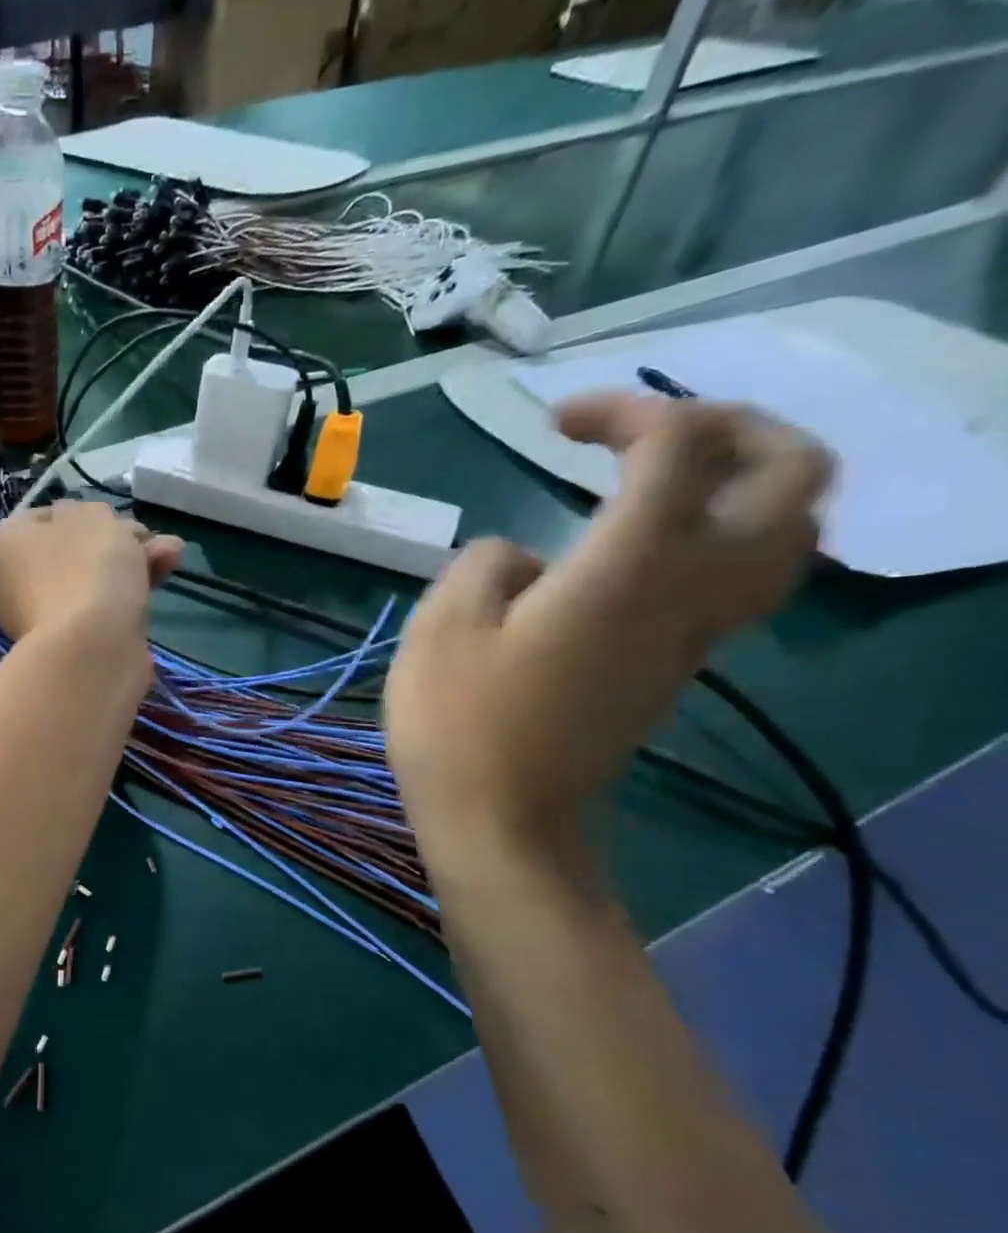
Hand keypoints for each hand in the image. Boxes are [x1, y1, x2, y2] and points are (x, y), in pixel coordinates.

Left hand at [0, 500, 183, 643]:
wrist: (93, 647)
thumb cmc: (84, 568)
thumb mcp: (91, 517)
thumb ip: (91, 512)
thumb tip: (89, 525)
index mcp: (4, 544)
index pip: (42, 518)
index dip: (84, 512)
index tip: (113, 516)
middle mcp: (14, 581)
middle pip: (73, 550)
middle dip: (117, 540)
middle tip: (147, 537)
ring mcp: (42, 616)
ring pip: (92, 577)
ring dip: (132, 561)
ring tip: (172, 554)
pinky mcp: (71, 643)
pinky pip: (101, 606)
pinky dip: (130, 590)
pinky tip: (164, 574)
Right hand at [386, 392, 831, 854]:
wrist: (501, 822)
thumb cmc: (458, 723)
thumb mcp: (440, 628)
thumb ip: (484, 565)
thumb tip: (524, 559)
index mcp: (627, 571)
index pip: (677, 450)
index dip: (628, 411)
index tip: (556, 423)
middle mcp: (686, 592)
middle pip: (793, 479)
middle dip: (738, 427)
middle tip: (656, 432)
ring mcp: (692, 635)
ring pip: (788, 533)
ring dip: (744, 482)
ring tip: (664, 479)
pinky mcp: (674, 667)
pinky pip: (738, 579)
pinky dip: (717, 534)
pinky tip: (642, 543)